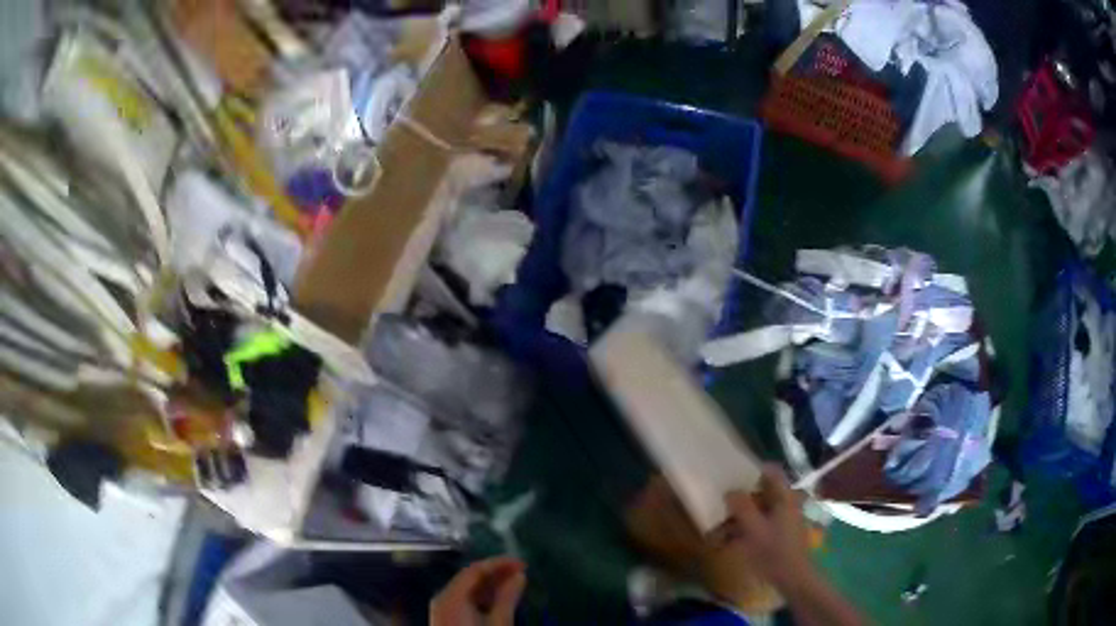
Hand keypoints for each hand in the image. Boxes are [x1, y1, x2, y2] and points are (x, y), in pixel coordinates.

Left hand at [430, 557, 525, 625]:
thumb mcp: (499, 624)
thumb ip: (508, 598)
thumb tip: (520, 575)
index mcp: (451, 597)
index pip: (474, 570)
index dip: (499, 563)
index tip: (523, 563)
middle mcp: (444, 598)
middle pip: (470, 578)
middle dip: (496, 573)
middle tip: (523, 571)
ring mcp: (444, 609)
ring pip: (468, 590)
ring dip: (492, 585)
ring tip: (516, 583)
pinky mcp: (448, 619)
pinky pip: (466, 600)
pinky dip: (484, 597)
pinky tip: (502, 599)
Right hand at [720, 464, 810, 588]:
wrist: (792, 577)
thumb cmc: (773, 550)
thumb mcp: (753, 528)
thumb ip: (742, 507)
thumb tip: (730, 490)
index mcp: (784, 497)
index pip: (771, 472)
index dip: (753, 470)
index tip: (733, 475)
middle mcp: (787, 504)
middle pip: (763, 492)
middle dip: (741, 500)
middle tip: (722, 506)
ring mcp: (785, 520)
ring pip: (760, 511)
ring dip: (741, 518)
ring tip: (720, 531)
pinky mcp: (781, 534)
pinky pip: (762, 525)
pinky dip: (747, 530)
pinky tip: (730, 542)